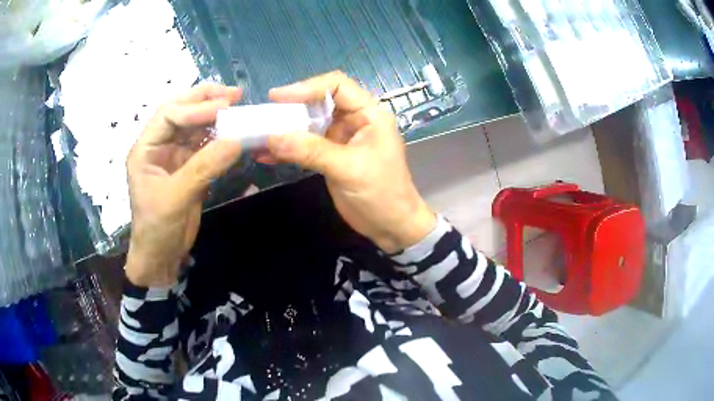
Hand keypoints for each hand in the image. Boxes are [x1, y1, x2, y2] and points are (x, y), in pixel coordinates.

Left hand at [125, 83, 242, 286]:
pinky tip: (234, 133)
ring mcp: (174, 156)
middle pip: (181, 112)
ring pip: (195, 127)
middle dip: (205, 100)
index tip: (224, 106)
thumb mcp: (176, 197)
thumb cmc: (157, 228)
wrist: (161, 257)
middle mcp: (159, 146)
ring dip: (215, 117)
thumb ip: (204, 167)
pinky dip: (220, 138)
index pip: (169, 115)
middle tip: (233, 93)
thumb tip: (237, 141)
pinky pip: (205, 146)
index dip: (195, 108)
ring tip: (238, 106)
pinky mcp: (189, 168)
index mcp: (146, 148)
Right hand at [265, 71, 435, 252]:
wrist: (390, 226)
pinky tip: (266, 155)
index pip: (337, 85)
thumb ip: (311, 151)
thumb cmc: (381, 193)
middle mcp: (355, 119)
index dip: (307, 87)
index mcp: (369, 113)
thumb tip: (272, 137)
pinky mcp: (331, 155)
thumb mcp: (348, 169)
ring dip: (285, 129)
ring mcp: (341, 138)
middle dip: (291, 108)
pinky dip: (288, 149)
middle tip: (264, 117)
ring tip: (259, 135)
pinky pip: (306, 145)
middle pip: (319, 102)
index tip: (278, 98)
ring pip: (309, 124)